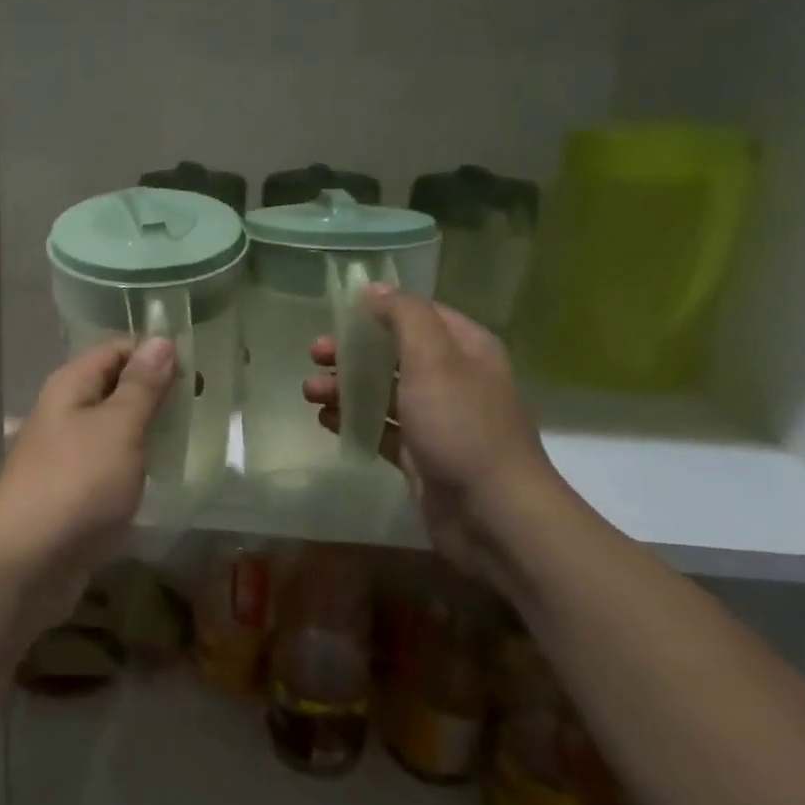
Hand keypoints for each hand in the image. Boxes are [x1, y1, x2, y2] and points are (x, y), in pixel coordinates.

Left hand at [0, 338, 176, 629]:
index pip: (116, 350)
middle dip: (157, 395)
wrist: (25, 563)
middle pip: (114, 389)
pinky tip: (162, 478)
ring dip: (149, 432)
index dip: (155, 354)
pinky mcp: (71, 492)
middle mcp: (63, 413)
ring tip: (193, 441)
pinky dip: (135, 466)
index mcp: (70, 386)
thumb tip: (161, 340)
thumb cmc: (76, 484)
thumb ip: (141, 387)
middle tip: (205, 407)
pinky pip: (109, 466)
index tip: (199, 371)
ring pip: (113, 430)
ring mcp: (65, 454)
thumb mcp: (118, 428)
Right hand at [304, 286, 558, 584]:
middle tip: (315, 355)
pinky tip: (326, 420)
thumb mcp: (433, 359)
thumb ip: (404, 318)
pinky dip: (353, 420)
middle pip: (393, 353)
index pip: (418, 315)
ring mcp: (437, 420)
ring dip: (345, 387)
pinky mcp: (420, 454)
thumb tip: (375, 289)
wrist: (493, 515)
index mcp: (465, 350)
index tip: (337, 315)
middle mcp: (453, 380)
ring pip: (382, 392)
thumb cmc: (461, 427)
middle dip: (352, 352)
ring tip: (311, 394)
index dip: (378, 311)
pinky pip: (380, 428)